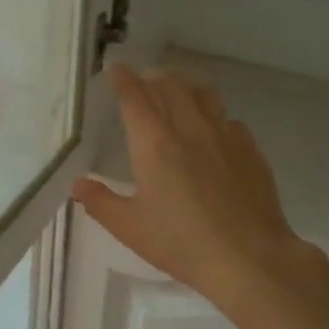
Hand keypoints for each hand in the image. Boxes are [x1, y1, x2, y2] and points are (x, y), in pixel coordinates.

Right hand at [72, 65, 328, 319]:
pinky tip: (213, 132)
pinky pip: (229, 119)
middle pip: (170, 85)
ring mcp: (225, 136)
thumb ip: (101, 202)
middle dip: (153, 77)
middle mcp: (190, 128)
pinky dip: (214, 116)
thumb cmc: (182, 243)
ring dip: (185, 87)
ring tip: (177, 94)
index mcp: (155, 143)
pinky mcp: (250, 150)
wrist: (250, 258)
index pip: (135, 96)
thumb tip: (78, 184)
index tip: (114, 70)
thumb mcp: (130, 228)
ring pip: (204, 94)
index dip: (122, 79)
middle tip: (143, 82)